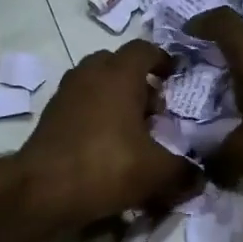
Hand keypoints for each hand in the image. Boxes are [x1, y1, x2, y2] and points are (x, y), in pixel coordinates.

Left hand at [20, 41, 197, 227]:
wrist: (41, 191)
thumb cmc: (106, 167)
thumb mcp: (157, 172)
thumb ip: (184, 171)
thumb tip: (200, 177)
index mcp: (119, 74)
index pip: (145, 50)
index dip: (164, 61)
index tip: (177, 79)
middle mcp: (90, 74)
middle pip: (118, 65)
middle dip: (140, 82)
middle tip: (157, 110)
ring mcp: (66, 94)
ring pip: (97, 85)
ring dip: (116, 100)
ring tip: (134, 130)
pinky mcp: (51, 117)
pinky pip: (81, 106)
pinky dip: (97, 117)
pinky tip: (108, 146)